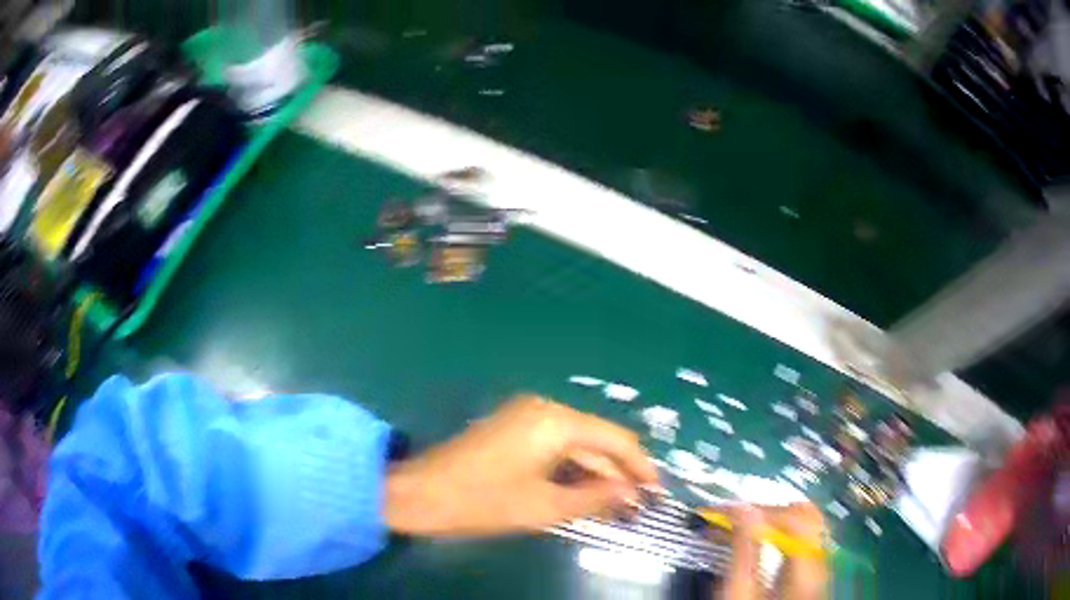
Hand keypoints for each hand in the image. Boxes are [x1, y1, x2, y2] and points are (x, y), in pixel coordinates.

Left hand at [383, 394, 657, 536]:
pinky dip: (572, 468)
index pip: (615, 439)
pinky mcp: (512, 428)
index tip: (657, 492)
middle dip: (618, 473)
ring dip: (596, 473)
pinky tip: (584, 492)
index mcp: (555, 422)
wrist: (419, 493)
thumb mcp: (544, 507)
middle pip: (596, 440)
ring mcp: (525, 416)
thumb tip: (631, 493)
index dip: (640, 466)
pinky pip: (555, 446)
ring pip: (576, 444)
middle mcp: (544, 409)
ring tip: (615, 505)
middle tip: (637, 506)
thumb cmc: (482, 502)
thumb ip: (594, 497)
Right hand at [720, 503, 828, 599]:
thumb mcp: (737, 594)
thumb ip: (743, 552)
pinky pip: (802, 539)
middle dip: (769, 510)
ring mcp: (820, 567)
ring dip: (774, 519)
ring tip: (744, 526)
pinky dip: (780, 532)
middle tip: (736, 517)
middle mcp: (820, 564)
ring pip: (807, 524)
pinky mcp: (812, 572)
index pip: (794, 520)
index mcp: (805, 571)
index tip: (725, 511)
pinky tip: (758, 540)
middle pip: (808, 516)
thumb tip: (741, 510)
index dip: (759, 510)